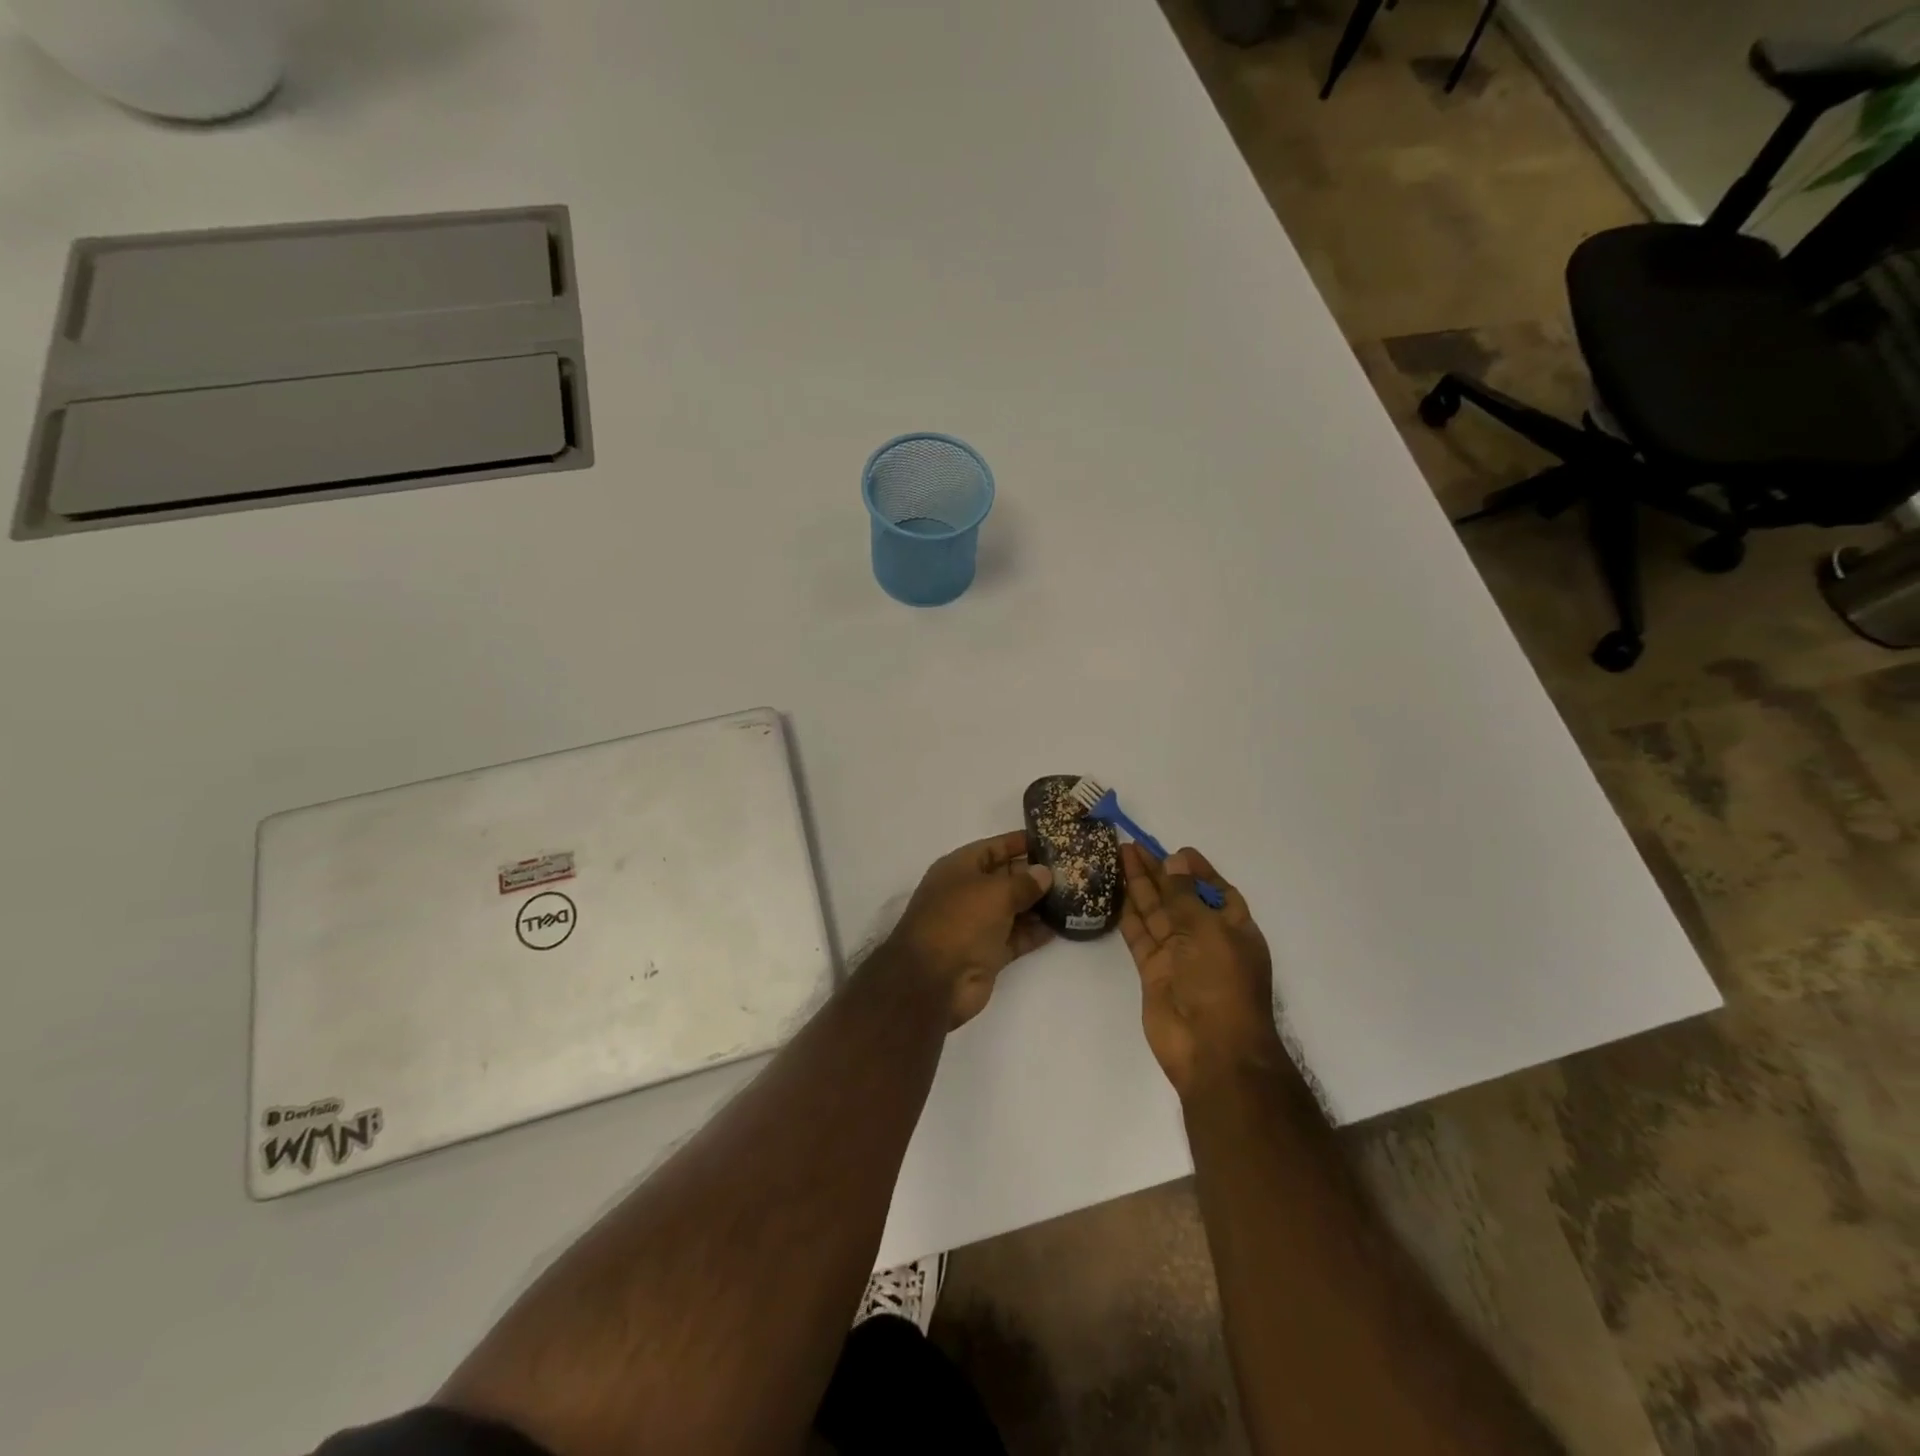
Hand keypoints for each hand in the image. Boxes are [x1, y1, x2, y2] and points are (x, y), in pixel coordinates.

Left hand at [884, 831, 1054, 1026]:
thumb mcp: (994, 892)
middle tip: (1071, 870)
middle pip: (1005, 878)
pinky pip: (1016, 937)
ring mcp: (977, 924)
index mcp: (959, 869)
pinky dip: (1035, 932)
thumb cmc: (960, 921)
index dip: (1018, 843)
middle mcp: (967, 893)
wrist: (934, 980)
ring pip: (1013, 908)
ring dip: (1039, 904)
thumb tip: (1044, 873)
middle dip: (1034, 874)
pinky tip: (1061, 925)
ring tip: (1073, 896)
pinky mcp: (988, 953)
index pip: (992, 848)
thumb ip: (1023, 882)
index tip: (1050, 840)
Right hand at [1120, 843, 1283, 1097]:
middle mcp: (1206, 939)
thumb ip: (1185, 895)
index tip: (1175, 849)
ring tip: (1120, 856)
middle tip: (1132, 845)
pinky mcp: (1153, 972)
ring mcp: (1178, 956)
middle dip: (1159, 871)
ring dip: (1140, 886)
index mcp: (1233, 928)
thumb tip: (1175, 860)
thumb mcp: (1208, 930)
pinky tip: (1116, 892)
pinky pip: (1140, 936)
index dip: (1196, 870)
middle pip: (1179, 897)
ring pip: (1156, 913)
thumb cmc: (1222, 984)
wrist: (1211, 1050)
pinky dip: (1129, 915)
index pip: (1215, 890)